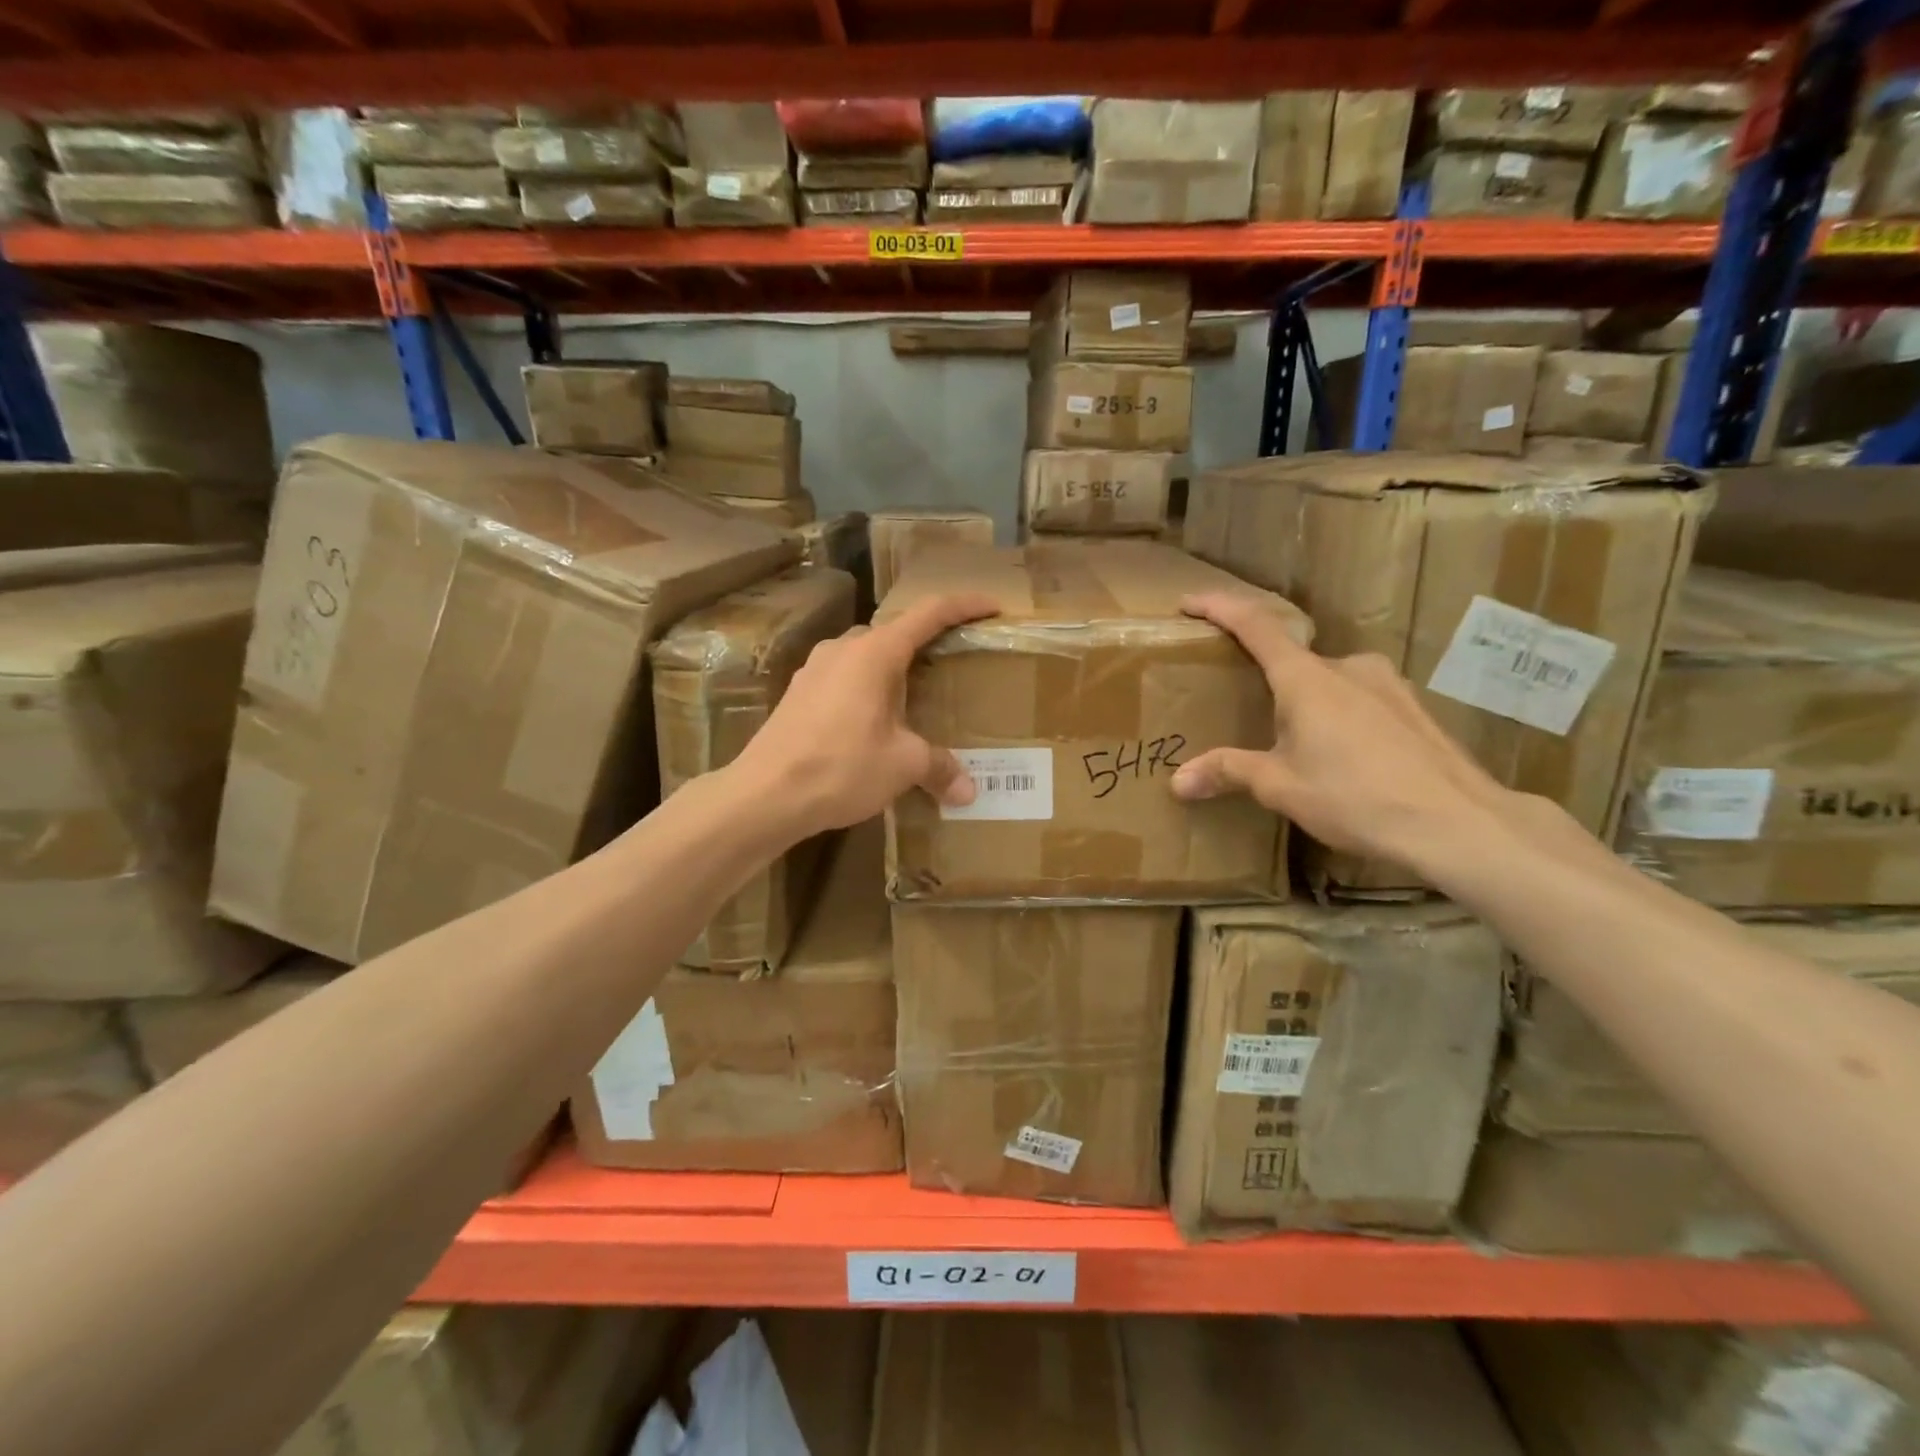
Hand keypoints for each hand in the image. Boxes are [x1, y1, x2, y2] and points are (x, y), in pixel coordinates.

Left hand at [730, 592, 998, 839]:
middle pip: (895, 632)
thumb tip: (968, 790)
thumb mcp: (902, 765)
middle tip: (953, 665)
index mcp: (875, 652)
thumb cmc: (842, 767)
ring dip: (893, 669)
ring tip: (915, 699)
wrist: (764, 794)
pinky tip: (873, 723)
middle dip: (926, 643)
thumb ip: (939, 767)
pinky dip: (867, 688)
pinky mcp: (798, 693)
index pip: (929, 613)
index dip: (964, 606)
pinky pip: (844, 678)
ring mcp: (815, 669)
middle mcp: (843, 648)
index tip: (991, 606)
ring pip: (866, 655)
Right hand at [1169, 591, 1517, 870]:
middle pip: (1293, 659)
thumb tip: (1178, 781)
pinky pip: (1359, 699)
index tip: (1190, 601)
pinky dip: (1337, 715)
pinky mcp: (1412, 707)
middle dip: (1265, 679)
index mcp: (1306, 678)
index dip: (1220, 607)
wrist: (1457, 823)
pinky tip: (1342, 756)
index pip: (1256, 625)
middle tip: (1245, 708)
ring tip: (1295, 743)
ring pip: (1329, 681)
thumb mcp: (1281, 787)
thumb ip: (1229, 771)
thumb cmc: (1356, 797)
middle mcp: (1347, 667)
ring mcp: (1387, 684)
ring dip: (1305, 702)